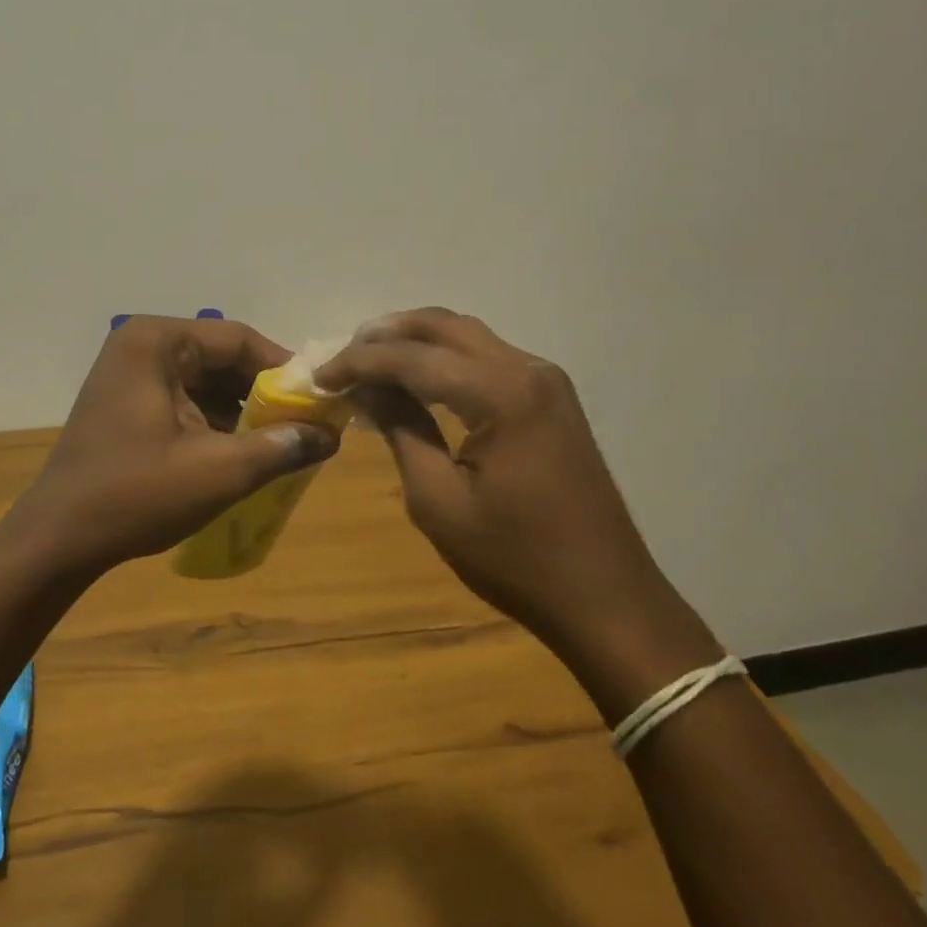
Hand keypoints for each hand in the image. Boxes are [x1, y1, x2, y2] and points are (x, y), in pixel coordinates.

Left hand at [13, 316, 340, 572]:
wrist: (57, 540)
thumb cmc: (135, 495)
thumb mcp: (218, 471)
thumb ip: (280, 448)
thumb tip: (330, 435)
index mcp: (157, 342)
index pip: (238, 339)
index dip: (284, 369)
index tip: (318, 401)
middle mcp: (142, 346)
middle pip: (221, 358)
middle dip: (264, 393)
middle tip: (303, 426)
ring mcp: (130, 374)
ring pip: (205, 381)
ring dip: (242, 410)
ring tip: (280, 443)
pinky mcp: (127, 402)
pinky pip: (185, 399)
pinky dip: (215, 421)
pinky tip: (241, 451)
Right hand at [316, 309, 675, 652]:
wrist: (606, 599)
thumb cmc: (515, 560)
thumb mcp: (439, 500)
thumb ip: (402, 430)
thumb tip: (366, 388)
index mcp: (501, 394)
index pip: (413, 358)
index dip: (359, 362)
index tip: (320, 377)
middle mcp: (527, 369)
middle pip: (443, 326)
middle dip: (386, 335)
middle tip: (342, 358)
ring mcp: (546, 380)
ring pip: (467, 335)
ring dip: (416, 342)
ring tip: (369, 363)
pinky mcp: (551, 398)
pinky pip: (488, 358)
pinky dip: (445, 359)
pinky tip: (417, 380)